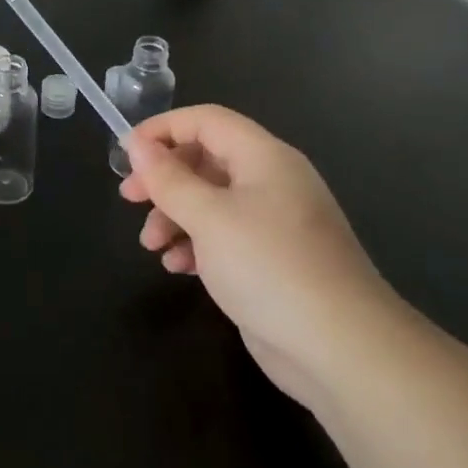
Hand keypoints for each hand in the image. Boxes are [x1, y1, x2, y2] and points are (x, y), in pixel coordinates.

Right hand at [119, 105, 394, 410]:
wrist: (340, 347)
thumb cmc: (269, 266)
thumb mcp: (208, 217)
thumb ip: (169, 179)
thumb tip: (137, 144)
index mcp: (264, 157)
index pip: (206, 120)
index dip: (163, 129)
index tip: (126, 154)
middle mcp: (270, 181)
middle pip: (205, 160)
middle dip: (164, 178)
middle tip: (130, 198)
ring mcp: (273, 222)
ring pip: (211, 201)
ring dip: (175, 216)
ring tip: (151, 244)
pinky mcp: (270, 259)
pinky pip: (224, 236)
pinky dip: (196, 244)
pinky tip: (178, 267)